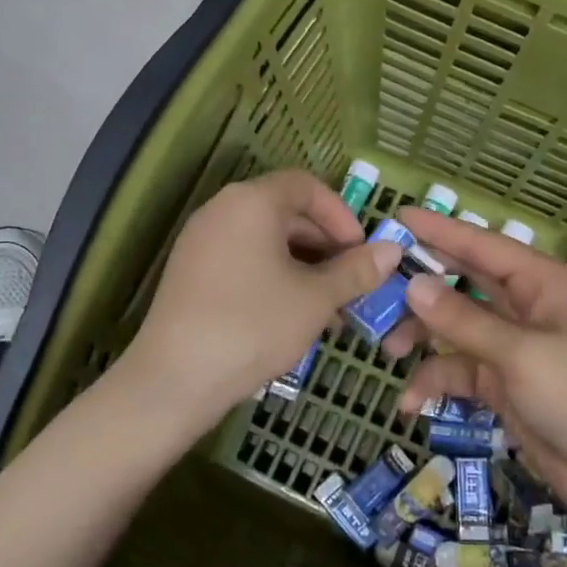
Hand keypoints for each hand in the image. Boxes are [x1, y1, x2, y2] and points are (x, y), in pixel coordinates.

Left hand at [120, 169, 402, 431]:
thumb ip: (356, 271)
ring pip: (266, 240)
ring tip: (330, 308)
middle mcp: (222, 210)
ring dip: (304, 266)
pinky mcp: (190, 271)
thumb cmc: (253, 326)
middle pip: (286, 211)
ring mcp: (201, 241)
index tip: (361, 251)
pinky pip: (243, 259)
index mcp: (251, 201)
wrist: (174, 380)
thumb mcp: (315, 299)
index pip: (306, 186)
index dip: (341, 214)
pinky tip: (293, 316)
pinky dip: (274, 276)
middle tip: (352, 283)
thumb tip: (393, 251)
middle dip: (326, 245)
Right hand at [383, 209, 566, 527]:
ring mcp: (514, 348)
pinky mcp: (505, 386)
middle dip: (421, 286)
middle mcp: (526, 308)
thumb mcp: (521, 355)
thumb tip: (413, 283)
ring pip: (455, 328)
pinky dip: (436, 382)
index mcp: (541, 284)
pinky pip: (460, 372)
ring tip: (386, 349)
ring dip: (422, 336)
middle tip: (372, 286)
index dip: (439, 230)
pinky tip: (410, 403)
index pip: (481, 246)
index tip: (396, 218)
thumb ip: (464, 320)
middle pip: (463, 284)